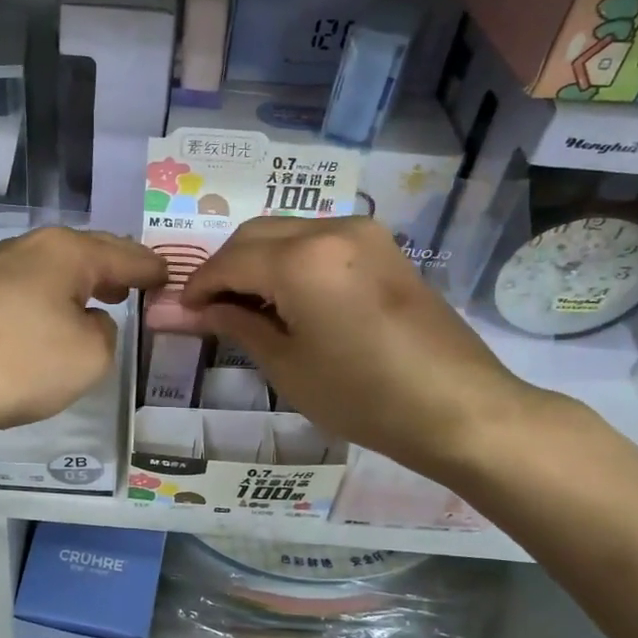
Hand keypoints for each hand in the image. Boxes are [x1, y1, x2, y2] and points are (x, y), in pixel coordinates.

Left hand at [0, 226, 165, 442]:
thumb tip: (88, 321)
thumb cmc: (18, 363)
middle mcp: (29, 247)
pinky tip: (52, 321)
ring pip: (53, 271)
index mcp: (66, 251)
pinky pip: (27, 291)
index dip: (152, 268)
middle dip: (116, 268)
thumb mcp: (90, 356)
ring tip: (104, 299)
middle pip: (86, 253)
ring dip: (81, 285)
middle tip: (141, 283)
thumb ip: (106, 332)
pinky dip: (50, 302)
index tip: (171, 277)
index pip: (125, 254)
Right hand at [177, 216, 545, 477]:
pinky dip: (291, 261)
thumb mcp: (287, 365)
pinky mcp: (384, 247)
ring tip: (246, 309)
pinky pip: (319, 240)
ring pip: (287, 232)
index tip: (179, 314)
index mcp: (302, 259)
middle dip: (224, 269)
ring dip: (257, 262)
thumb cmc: (363, 397)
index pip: (228, 261)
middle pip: (255, 235)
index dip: (197, 287)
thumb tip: (180, 312)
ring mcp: (364, 233)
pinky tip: (287, 299)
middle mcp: (331, 229)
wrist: (458, 408)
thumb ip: (233, 325)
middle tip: (209, 312)